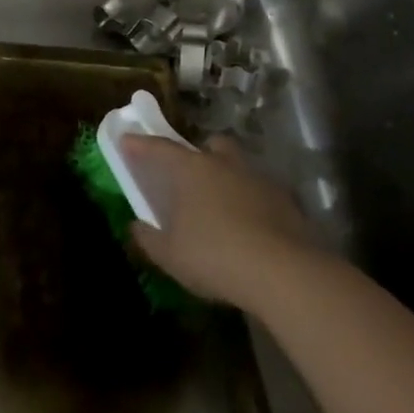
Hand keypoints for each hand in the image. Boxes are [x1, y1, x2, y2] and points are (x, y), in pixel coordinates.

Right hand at [124, 135, 310, 308]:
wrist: (283, 272)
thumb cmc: (214, 256)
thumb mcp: (170, 255)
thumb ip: (148, 238)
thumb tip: (136, 226)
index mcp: (191, 170)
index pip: (159, 148)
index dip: (140, 145)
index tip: (127, 140)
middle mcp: (224, 164)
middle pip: (209, 145)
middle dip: (198, 154)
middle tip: (188, 175)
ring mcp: (258, 179)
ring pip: (238, 167)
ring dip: (227, 178)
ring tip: (220, 206)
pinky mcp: (286, 200)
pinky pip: (260, 192)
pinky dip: (251, 202)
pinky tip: (248, 226)